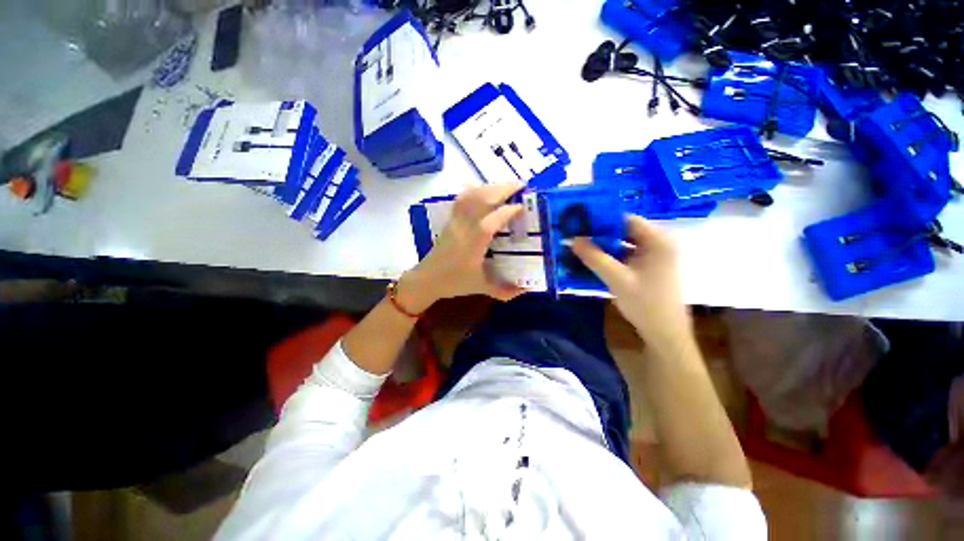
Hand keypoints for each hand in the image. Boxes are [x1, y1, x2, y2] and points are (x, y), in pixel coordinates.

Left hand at [396, 182, 525, 312]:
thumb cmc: (454, 282)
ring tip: (506, 186)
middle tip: (521, 185)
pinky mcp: (450, 220)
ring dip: (490, 187)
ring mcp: (455, 220)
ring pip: (471, 195)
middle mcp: (464, 226)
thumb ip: (505, 291)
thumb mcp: (482, 287)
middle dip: (503, 188)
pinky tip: (484, 191)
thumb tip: (526, 290)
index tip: (525, 205)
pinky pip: (462, 199)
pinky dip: (475, 190)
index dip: (510, 209)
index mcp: (474, 242)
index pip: (494, 219)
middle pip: (482, 198)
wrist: (427, 279)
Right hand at [571, 216, 690, 346]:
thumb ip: (594, 257)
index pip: (627, 219)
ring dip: (603, 246)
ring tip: (581, 247)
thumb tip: (573, 239)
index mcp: (658, 241)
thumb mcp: (616, 279)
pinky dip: (610, 257)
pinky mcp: (649, 268)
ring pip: (624, 244)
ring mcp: (655, 256)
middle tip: (577, 235)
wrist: (665, 334)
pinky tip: (593, 261)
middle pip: (625, 231)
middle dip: (600, 234)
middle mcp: (659, 244)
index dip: (603, 219)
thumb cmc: (645, 304)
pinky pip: (626, 256)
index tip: (580, 223)